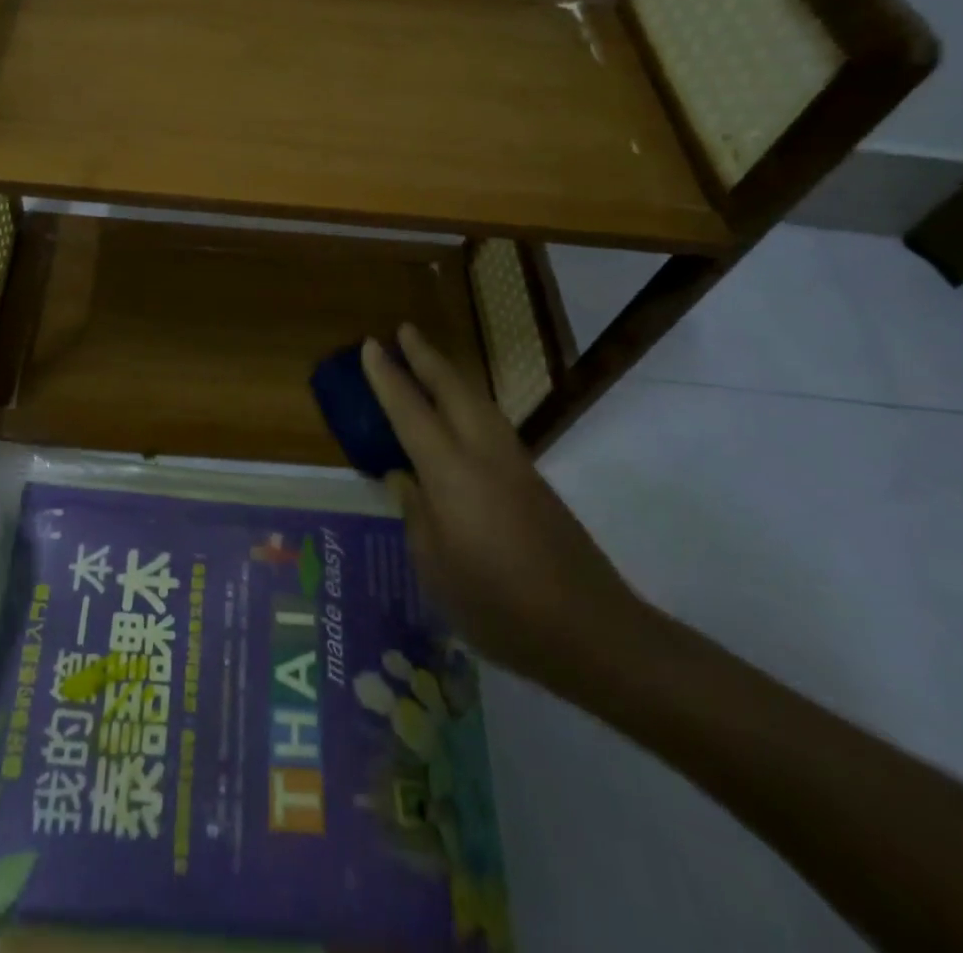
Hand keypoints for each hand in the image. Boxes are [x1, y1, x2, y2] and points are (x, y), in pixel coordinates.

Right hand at [363, 324, 650, 687]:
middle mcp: (485, 455)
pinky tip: (461, 415)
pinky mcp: (534, 482)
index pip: (411, 412)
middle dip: (426, 357)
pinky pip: (492, 424)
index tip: (370, 345)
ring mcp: (515, 465)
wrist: (592, 631)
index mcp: (452, 474)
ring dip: (450, 375)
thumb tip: (404, 479)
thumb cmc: (499, 605)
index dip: (388, 378)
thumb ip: (416, 515)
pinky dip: (469, 403)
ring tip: (429, 361)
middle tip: (402, 331)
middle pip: (453, 390)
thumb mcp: (436, 569)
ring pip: (478, 402)